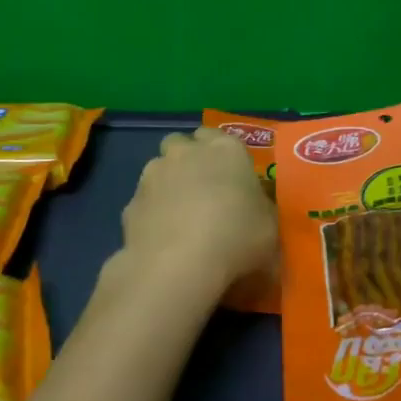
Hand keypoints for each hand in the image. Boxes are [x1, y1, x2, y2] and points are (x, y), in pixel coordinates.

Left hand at [109, 127, 277, 305]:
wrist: (179, 264)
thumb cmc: (237, 237)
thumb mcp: (270, 227)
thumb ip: (262, 212)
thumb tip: (256, 213)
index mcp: (226, 149)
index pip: (218, 136)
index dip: (221, 155)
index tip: (229, 177)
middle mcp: (186, 152)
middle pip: (181, 143)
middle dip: (187, 159)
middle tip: (202, 191)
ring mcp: (153, 175)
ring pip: (158, 169)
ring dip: (167, 185)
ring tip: (179, 218)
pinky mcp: (131, 203)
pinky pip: (144, 202)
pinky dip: (151, 214)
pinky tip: (162, 240)